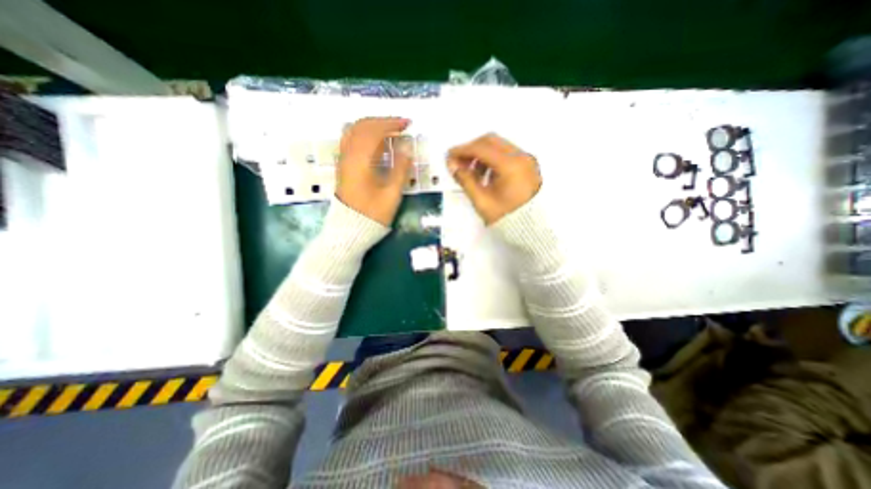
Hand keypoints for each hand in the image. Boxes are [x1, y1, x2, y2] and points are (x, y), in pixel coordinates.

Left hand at [334, 116, 412, 223]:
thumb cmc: (373, 214)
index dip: (392, 124)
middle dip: (382, 121)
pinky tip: (375, 141)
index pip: (374, 131)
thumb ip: (400, 170)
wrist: (350, 228)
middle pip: (362, 126)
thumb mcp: (392, 194)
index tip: (407, 124)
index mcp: (360, 161)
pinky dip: (364, 134)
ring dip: (372, 125)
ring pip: (354, 131)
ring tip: (389, 130)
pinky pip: (350, 140)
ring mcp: (343, 159)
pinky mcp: (343, 165)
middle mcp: (348, 155)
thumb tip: (407, 149)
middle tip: (400, 125)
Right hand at [449, 134, 538, 225]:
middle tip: (458, 162)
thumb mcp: (481, 200)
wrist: (530, 229)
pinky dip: (492, 159)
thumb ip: (465, 179)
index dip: (462, 150)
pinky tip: (485, 174)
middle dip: (471, 149)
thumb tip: (452, 165)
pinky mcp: (528, 165)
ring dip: (482, 154)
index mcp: (510, 165)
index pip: (482, 148)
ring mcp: (526, 160)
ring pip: (499, 146)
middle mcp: (521, 157)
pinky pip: (507, 154)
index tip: (449, 156)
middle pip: (491, 141)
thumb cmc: (505, 217)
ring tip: (471, 172)